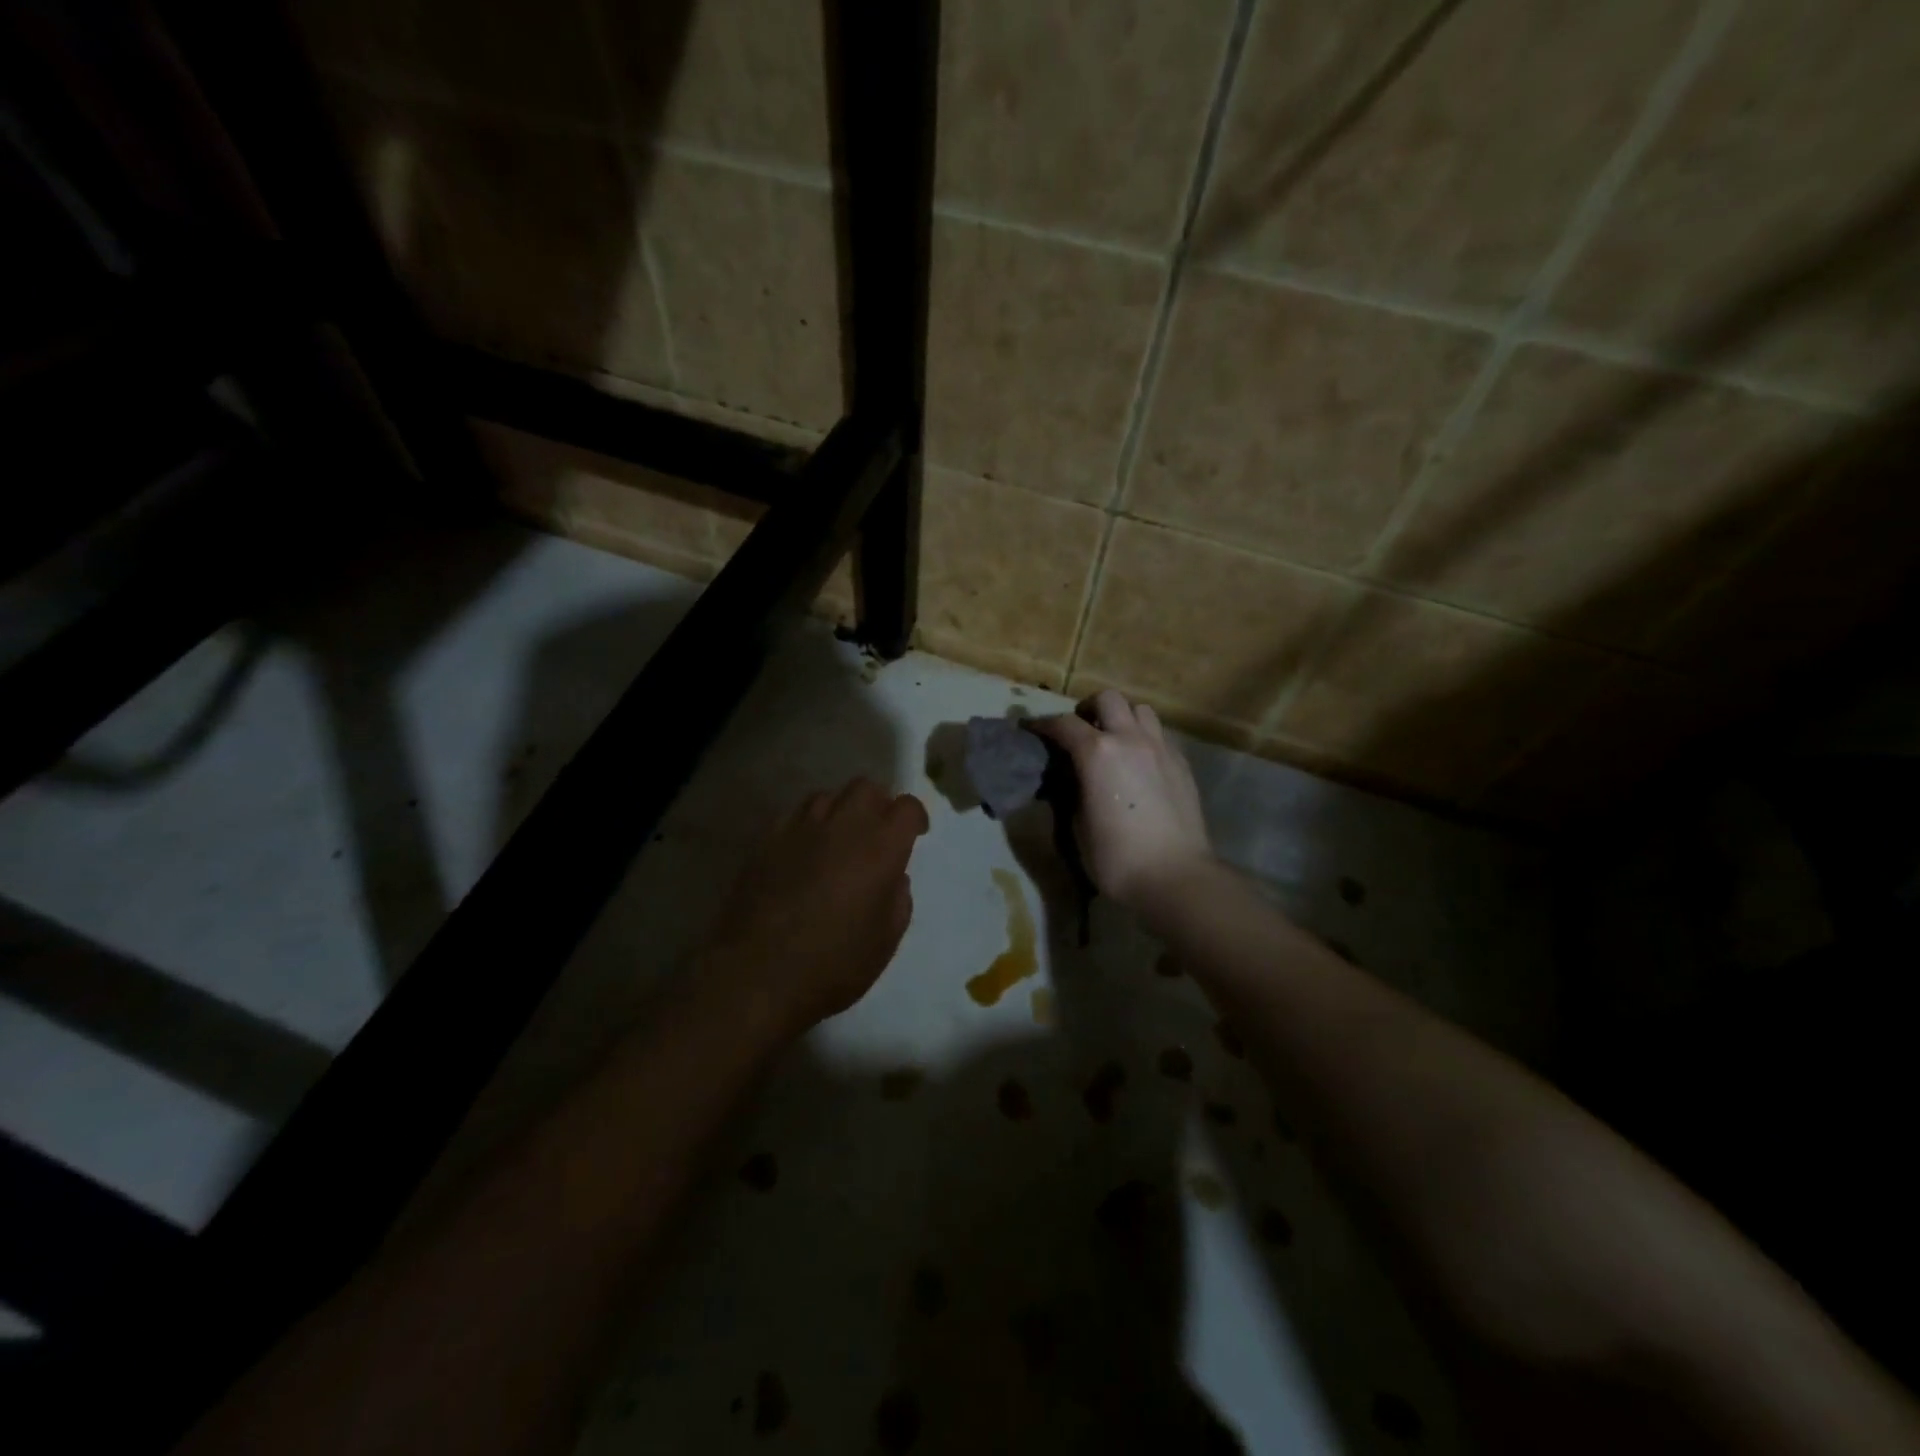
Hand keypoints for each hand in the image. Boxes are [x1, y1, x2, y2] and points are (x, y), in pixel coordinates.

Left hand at [698, 778, 929, 1035]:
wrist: (756, 975)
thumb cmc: (832, 965)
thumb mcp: (885, 941)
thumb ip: (898, 898)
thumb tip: (893, 877)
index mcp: (880, 848)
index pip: (906, 807)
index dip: (915, 817)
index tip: (915, 834)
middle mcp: (842, 826)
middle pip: (865, 788)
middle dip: (878, 804)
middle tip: (877, 834)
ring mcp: (799, 829)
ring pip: (827, 796)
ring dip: (840, 812)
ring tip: (838, 841)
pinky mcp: (766, 840)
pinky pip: (794, 816)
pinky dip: (807, 826)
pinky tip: (804, 853)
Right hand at [1030, 690, 1212, 911]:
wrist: (1175, 876)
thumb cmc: (1116, 857)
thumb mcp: (1077, 824)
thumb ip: (1073, 789)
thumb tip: (1072, 776)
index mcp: (1097, 752)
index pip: (1063, 724)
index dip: (1043, 725)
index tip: (1031, 730)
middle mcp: (1130, 739)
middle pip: (1108, 699)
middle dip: (1089, 709)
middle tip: (1080, 731)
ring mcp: (1161, 748)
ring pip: (1141, 710)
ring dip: (1122, 718)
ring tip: (1114, 741)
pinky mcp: (1182, 764)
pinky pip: (1160, 735)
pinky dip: (1144, 739)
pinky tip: (1139, 764)